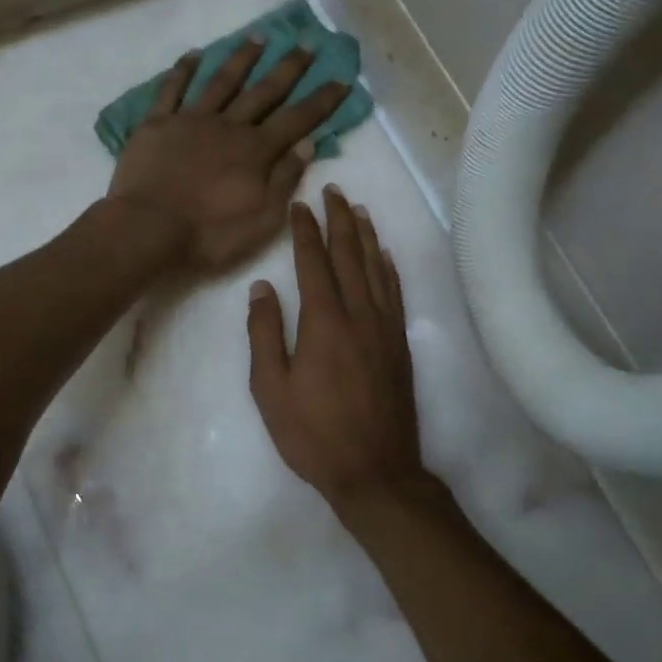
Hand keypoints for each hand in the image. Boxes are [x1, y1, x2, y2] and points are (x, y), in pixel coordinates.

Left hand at [106, 40, 350, 275]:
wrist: (147, 230)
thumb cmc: (209, 235)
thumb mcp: (262, 220)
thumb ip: (285, 180)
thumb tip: (307, 144)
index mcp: (256, 151)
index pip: (297, 119)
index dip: (321, 100)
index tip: (341, 78)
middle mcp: (228, 126)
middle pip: (264, 91)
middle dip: (288, 68)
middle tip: (306, 43)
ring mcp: (190, 120)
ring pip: (222, 81)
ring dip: (242, 58)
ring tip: (258, 37)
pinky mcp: (157, 124)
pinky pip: (172, 89)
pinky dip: (184, 70)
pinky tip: (194, 54)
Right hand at [247, 187, 432, 510]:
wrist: (375, 470)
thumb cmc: (313, 434)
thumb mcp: (271, 389)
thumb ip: (264, 333)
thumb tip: (261, 287)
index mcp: (324, 322)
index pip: (314, 262)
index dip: (305, 231)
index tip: (299, 206)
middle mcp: (359, 314)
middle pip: (349, 255)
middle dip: (339, 219)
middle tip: (332, 191)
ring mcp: (385, 327)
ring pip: (375, 268)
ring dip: (365, 235)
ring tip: (357, 209)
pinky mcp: (399, 343)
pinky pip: (394, 292)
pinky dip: (387, 266)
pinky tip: (383, 254)